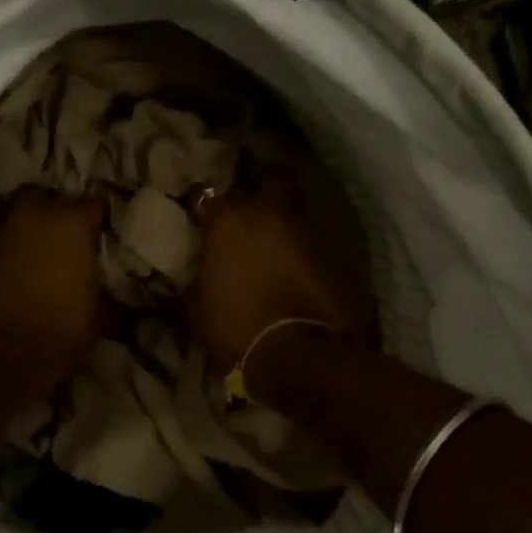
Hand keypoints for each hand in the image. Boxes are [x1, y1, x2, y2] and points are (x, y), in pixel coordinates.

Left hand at [0, 189, 107, 381]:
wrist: (4, 352)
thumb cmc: (63, 327)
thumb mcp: (103, 315)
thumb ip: (111, 294)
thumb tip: (124, 298)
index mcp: (73, 223)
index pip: (94, 206)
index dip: (99, 220)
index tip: (103, 235)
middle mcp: (37, 216)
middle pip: (51, 202)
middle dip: (59, 216)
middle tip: (69, 240)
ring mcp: (4, 231)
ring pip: (21, 218)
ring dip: (31, 231)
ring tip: (41, 253)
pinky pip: (1, 241)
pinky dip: (10, 250)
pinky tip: (17, 269)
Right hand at [186, 170, 372, 373]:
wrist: (297, 355)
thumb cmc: (235, 329)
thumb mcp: (197, 309)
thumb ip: (197, 280)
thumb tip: (195, 274)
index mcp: (228, 222)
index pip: (207, 194)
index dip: (203, 202)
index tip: (201, 213)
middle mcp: (267, 213)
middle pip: (269, 177)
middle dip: (263, 185)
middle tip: (254, 203)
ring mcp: (305, 229)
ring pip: (295, 208)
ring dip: (285, 219)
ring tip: (277, 237)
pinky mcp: (335, 251)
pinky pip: (314, 238)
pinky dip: (305, 247)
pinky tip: (298, 263)